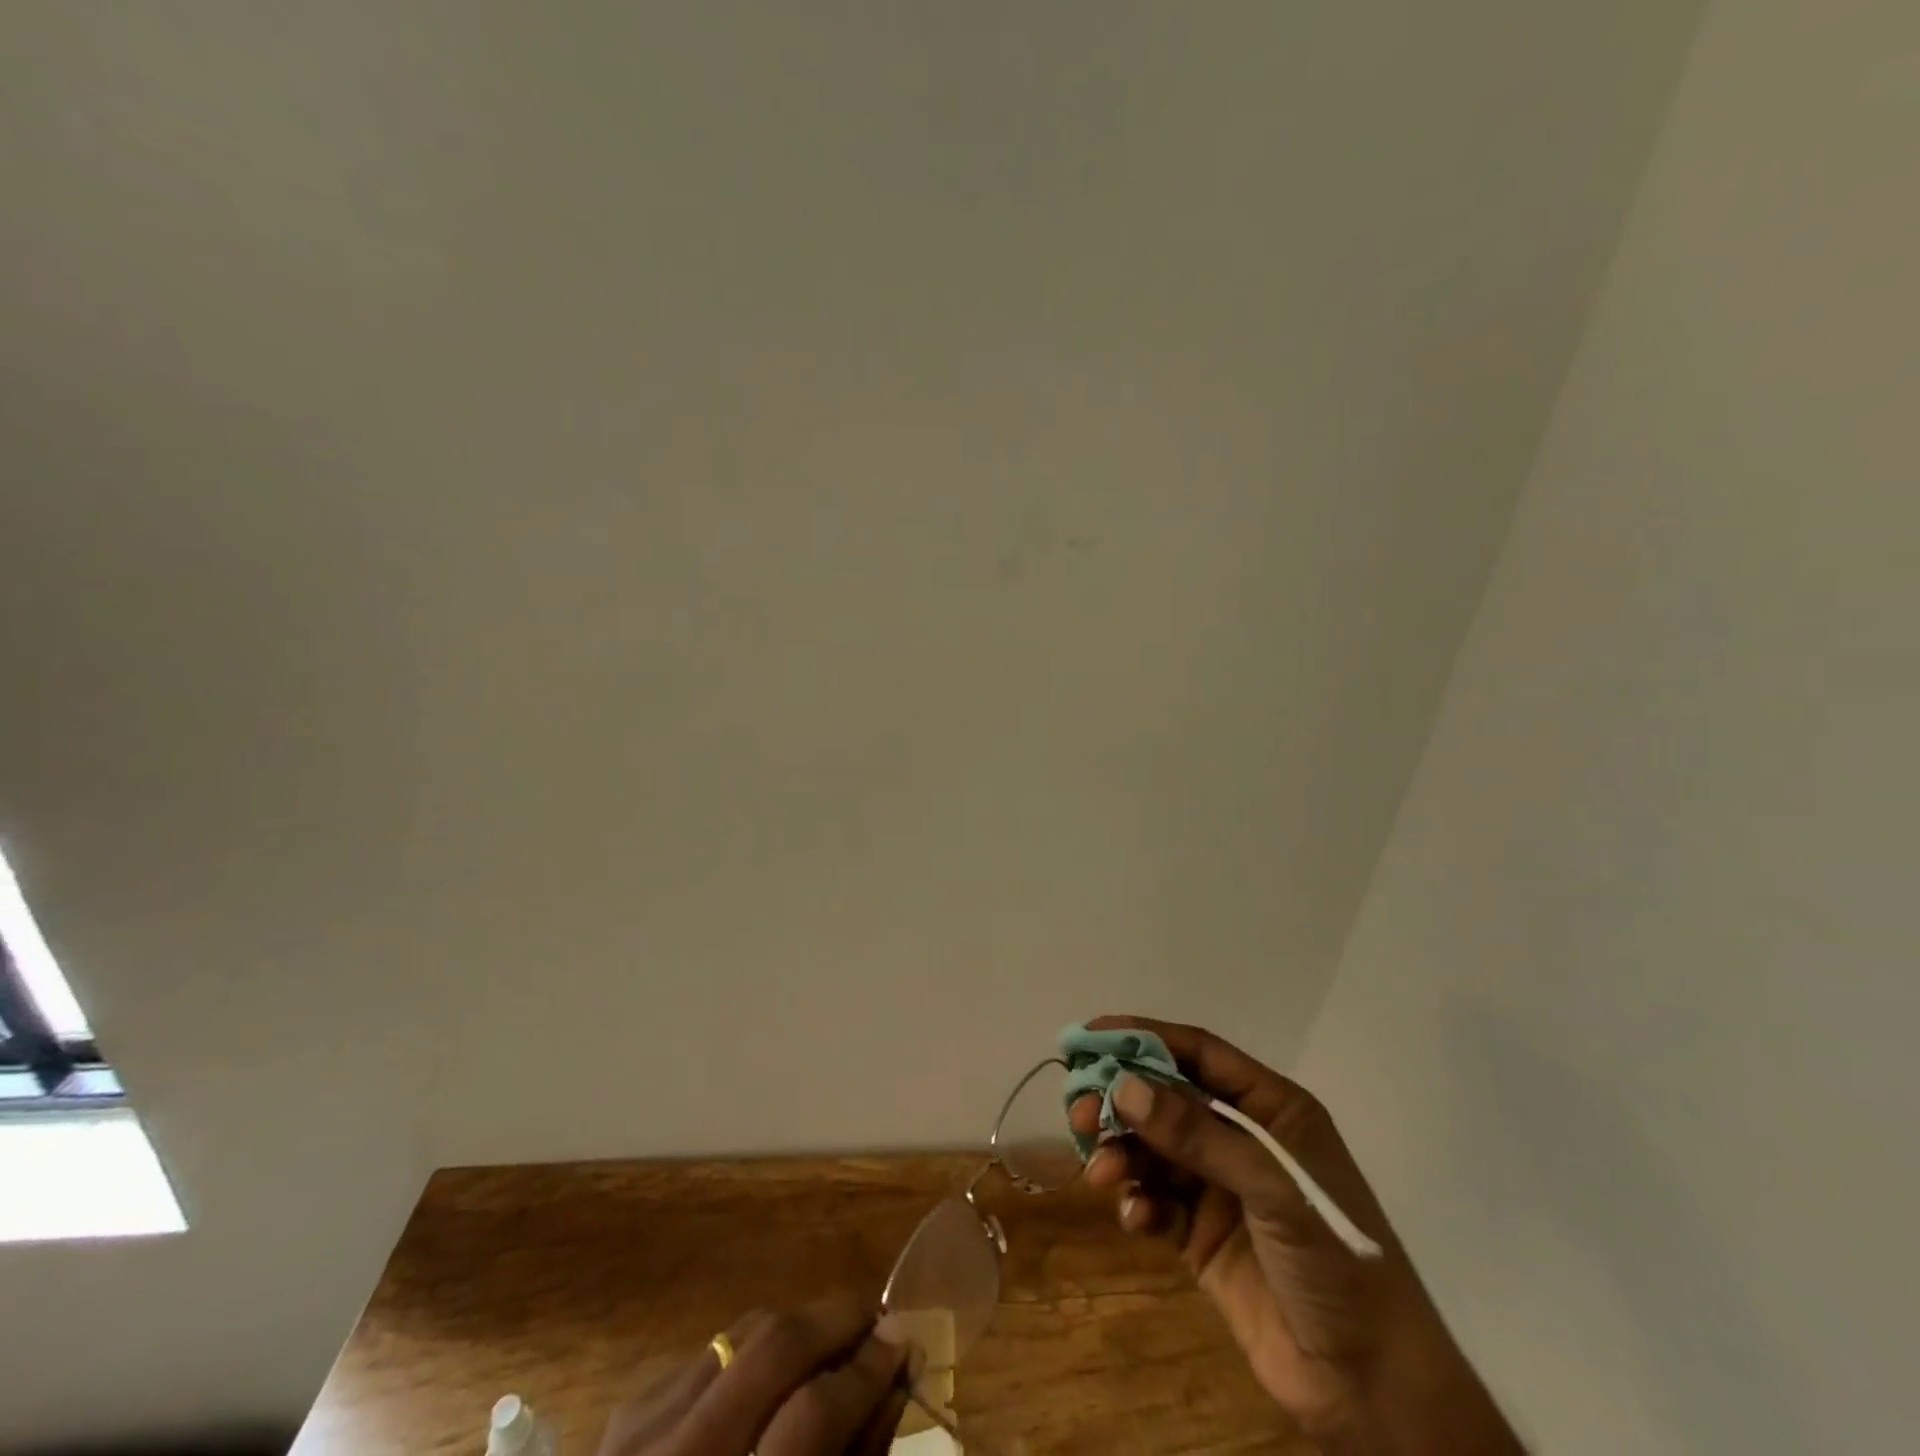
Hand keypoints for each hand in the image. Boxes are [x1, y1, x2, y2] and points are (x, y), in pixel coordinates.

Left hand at [598, 1295, 913, 1455]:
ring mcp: (638, 1435)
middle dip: (835, 1321)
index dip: (866, 1372)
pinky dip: (748, 1355)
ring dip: (795, 1330)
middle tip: (874, 1320)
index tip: (902, 1342)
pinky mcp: (624, 1415)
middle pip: (773, 1348)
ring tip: (827, 1345)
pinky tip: (763, 1384)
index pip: (812, 1415)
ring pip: (740, 1334)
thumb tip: (890, 1379)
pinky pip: (706, 1353)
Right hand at [1073, 1016, 1519, 1453]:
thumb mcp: (1273, 1188)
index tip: (1091, 1036)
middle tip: (1079, 1113)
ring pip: (1154, 1150)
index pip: (1198, 1053)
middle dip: (1121, 1101)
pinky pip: (1156, 1202)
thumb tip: (1123, 1087)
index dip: (1144, 1038)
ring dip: (1123, 1154)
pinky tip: (1135, 1221)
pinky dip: (1139, 1204)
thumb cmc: (1338, 1264)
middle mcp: (1242, 1139)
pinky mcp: (1202, 1236)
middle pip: (1166, 1099)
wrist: (1374, 1392)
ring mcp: (1220, 1188)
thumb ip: (1198, 1135)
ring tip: (1101, 1174)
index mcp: (1271, 1109)